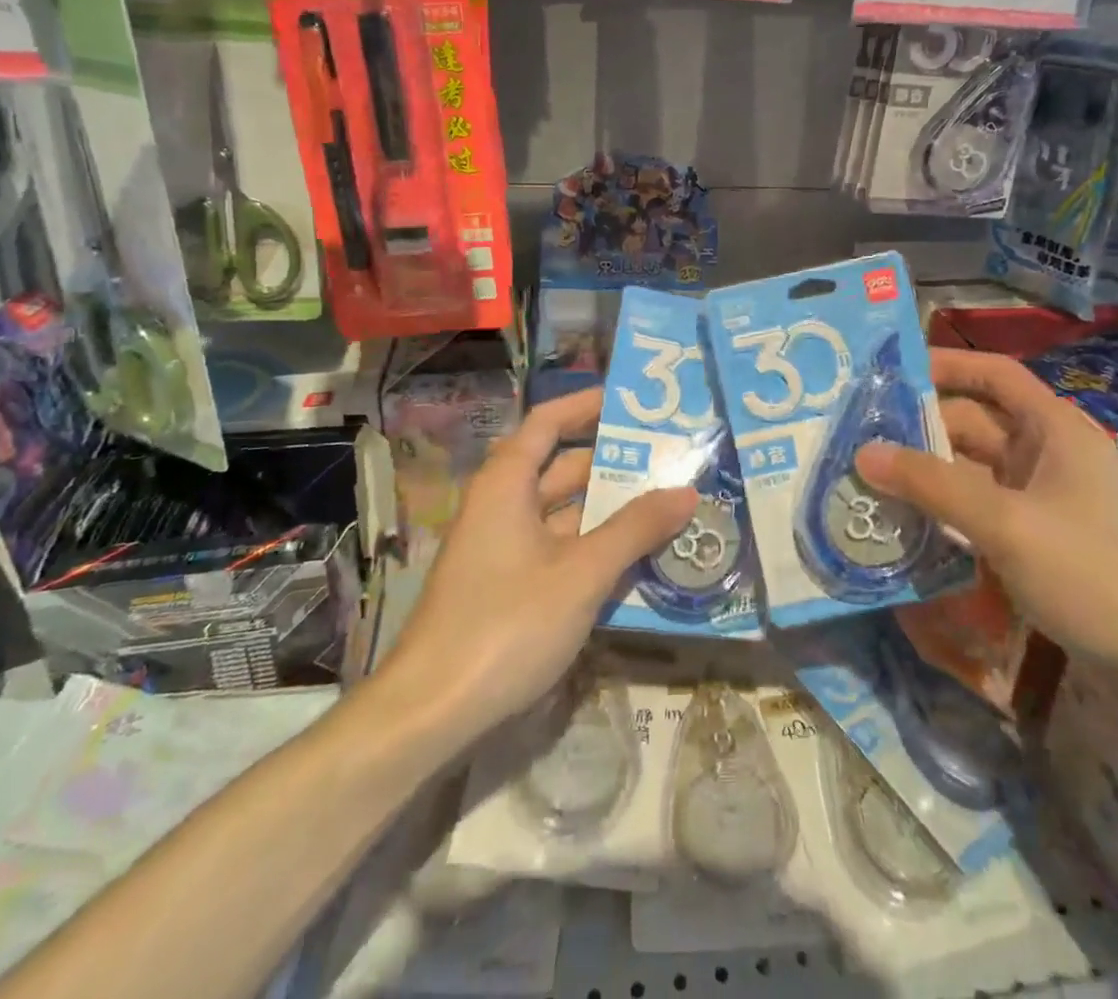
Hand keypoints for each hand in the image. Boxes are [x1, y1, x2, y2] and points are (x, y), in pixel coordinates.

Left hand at [361, 388, 694, 751]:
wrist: (430, 714)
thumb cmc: (506, 625)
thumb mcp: (582, 573)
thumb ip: (636, 529)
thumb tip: (687, 492)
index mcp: (507, 484)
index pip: (549, 423)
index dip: (588, 406)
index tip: (633, 403)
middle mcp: (503, 507)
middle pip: (563, 469)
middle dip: (616, 464)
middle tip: (673, 459)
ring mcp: (505, 550)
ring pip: (566, 515)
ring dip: (612, 511)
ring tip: (671, 505)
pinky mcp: (510, 588)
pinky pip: (561, 551)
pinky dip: (596, 548)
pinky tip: (640, 559)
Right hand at [861, 348, 1117, 682]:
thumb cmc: (1095, 574)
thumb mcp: (1007, 523)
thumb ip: (933, 485)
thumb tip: (863, 453)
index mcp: (1054, 429)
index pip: (994, 374)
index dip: (946, 365)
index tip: (889, 373)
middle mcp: (1047, 455)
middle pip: (973, 425)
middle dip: (919, 431)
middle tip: (856, 441)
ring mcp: (1042, 501)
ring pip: (971, 471)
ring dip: (926, 476)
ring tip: (867, 482)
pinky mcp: (1036, 541)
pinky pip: (979, 511)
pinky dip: (944, 512)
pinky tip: (905, 525)